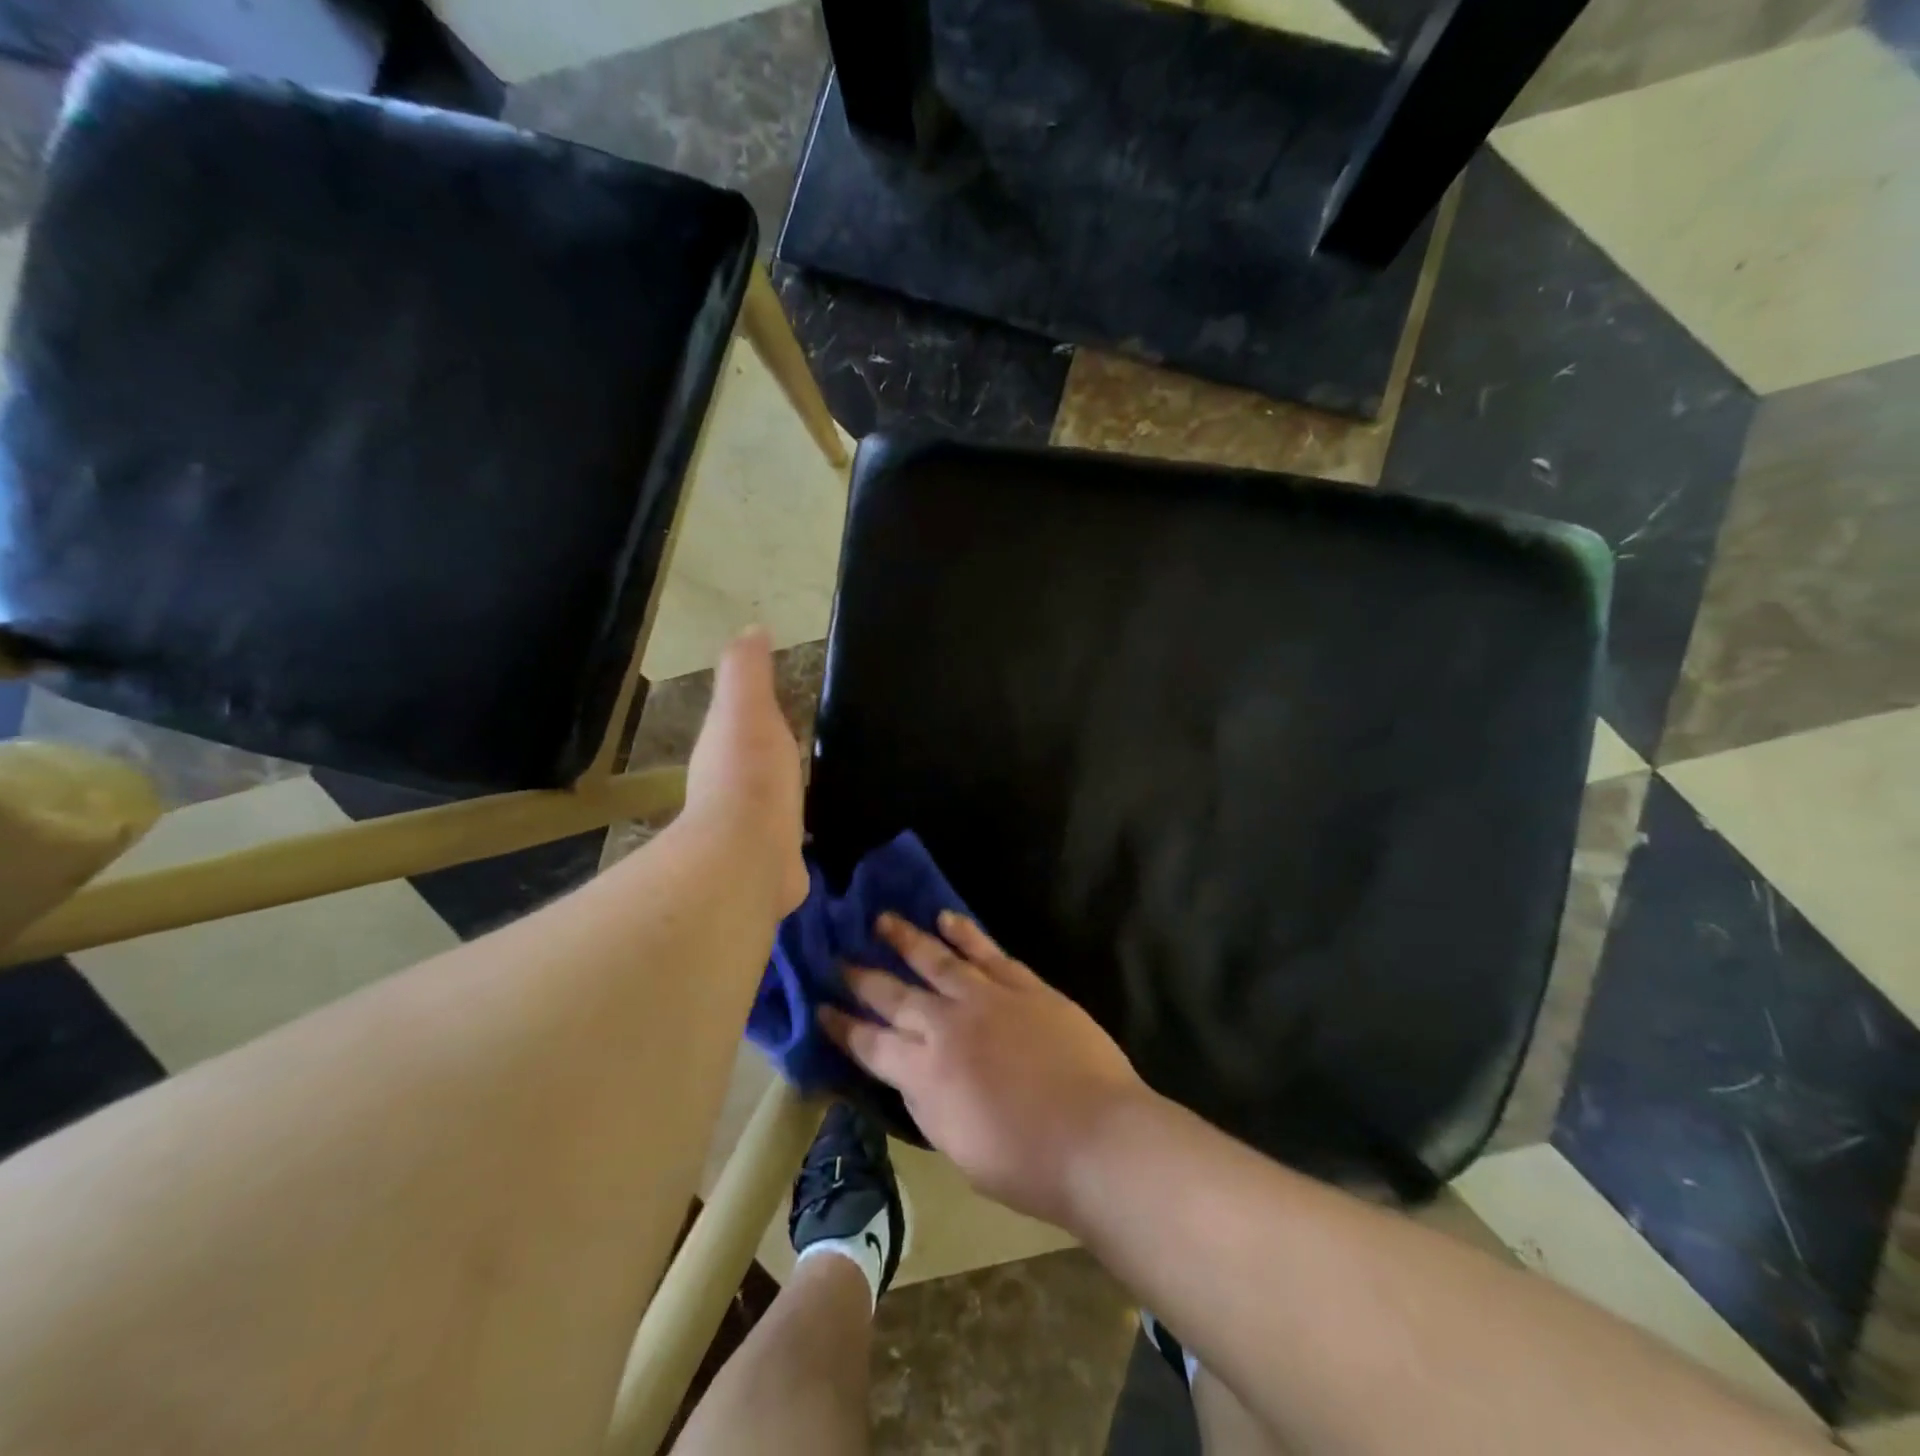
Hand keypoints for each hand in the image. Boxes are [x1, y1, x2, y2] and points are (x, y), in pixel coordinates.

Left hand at [683, 627, 807, 914]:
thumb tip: (751, 629)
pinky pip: (792, 839)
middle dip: (773, 753)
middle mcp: (730, 789)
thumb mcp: (747, 708)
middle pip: (755, 761)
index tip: (782, 700)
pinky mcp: (775, 863)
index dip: (755, 709)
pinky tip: (823, 832)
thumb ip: (747, 671)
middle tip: (807, 742)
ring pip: (772, 801)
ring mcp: (751, 829)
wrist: (749, 856)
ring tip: (819, 784)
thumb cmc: (750, 776)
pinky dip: (802, 833)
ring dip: (786, 794)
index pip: (738, 720)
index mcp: (723, 748)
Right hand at [822, 911, 1148, 1229]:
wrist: (1097, 1137)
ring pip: (936, 959)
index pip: (870, 1044)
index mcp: (925, 1074)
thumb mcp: (958, 1148)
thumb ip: (928, 1103)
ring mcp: (987, 998)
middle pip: (894, 995)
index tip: (821, 1007)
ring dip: (905, 938)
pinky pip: (986, 951)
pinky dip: (964, 933)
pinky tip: (946, 918)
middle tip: (838, 959)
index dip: (842, 1026)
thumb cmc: (1027, 1164)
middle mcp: (947, 1026)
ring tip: (882, 920)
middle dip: (862, 977)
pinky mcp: (1024, 985)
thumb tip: (909, 1073)